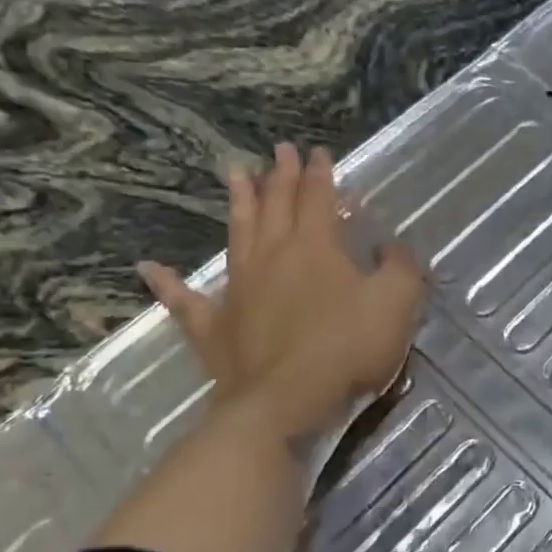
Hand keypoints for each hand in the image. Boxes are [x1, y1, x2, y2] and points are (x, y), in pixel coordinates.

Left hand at [138, 143, 425, 438]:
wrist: (285, 401)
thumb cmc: (346, 347)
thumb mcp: (396, 302)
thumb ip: (401, 267)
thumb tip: (394, 245)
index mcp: (315, 247)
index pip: (317, 198)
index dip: (319, 173)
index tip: (317, 151)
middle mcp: (272, 256)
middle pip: (276, 207)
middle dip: (280, 176)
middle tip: (278, 150)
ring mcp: (238, 290)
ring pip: (237, 235)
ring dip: (239, 203)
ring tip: (236, 175)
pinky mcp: (214, 327)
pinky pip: (186, 301)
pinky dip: (168, 284)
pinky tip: (149, 268)